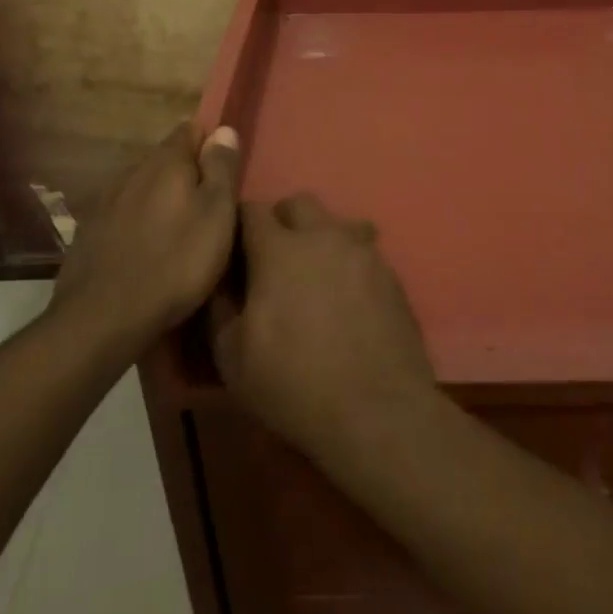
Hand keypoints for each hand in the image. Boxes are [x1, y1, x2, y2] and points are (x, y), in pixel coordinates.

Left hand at [53, 123, 239, 341]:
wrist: (103, 317)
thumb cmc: (176, 262)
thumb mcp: (216, 214)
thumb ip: (221, 168)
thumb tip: (224, 129)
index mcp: (166, 163)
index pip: (190, 130)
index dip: (210, 143)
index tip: (224, 168)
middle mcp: (132, 172)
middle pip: (165, 159)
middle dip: (186, 173)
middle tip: (208, 204)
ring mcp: (106, 202)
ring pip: (142, 187)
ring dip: (161, 199)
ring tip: (179, 228)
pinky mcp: (89, 233)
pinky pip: (122, 215)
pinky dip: (138, 223)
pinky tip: (147, 248)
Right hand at [212, 192, 437, 460]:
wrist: (377, 409)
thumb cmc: (294, 384)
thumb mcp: (232, 357)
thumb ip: (221, 307)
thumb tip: (223, 282)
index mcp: (280, 250)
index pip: (252, 210)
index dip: (240, 226)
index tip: (236, 251)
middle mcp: (324, 236)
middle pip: (299, 204)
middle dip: (282, 221)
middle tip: (274, 260)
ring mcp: (364, 251)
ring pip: (337, 223)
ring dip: (320, 239)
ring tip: (316, 277)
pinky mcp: (392, 273)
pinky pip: (364, 251)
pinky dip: (349, 263)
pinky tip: (348, 299)